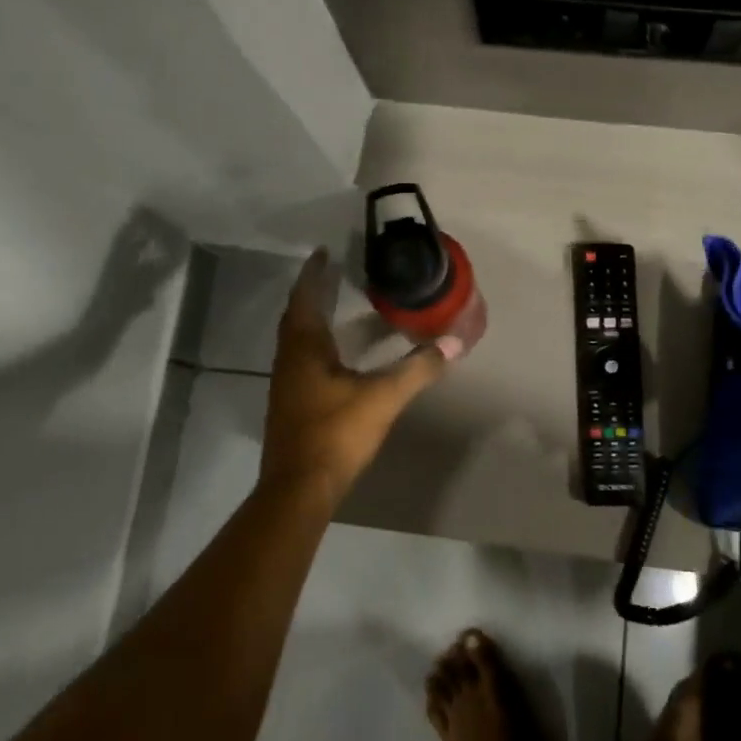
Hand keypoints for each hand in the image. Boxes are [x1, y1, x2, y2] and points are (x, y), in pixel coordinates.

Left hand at [259, 250, 459, 506]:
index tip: (325, 252)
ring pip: (298, 339)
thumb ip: (418, 368)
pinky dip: (319, 344)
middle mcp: (289, 359)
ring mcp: (286, 383)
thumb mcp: (383, 397)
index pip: (305, 297)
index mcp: (304, 348)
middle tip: (336, 274)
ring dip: (316, 319)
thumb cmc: (336, 433)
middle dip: (315, 292)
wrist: (299, 488)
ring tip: (341, 306)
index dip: (314, 273)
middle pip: (298, 316)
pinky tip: (339, 354)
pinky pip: (303, 359)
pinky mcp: (292, 403)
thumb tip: (454, 343)